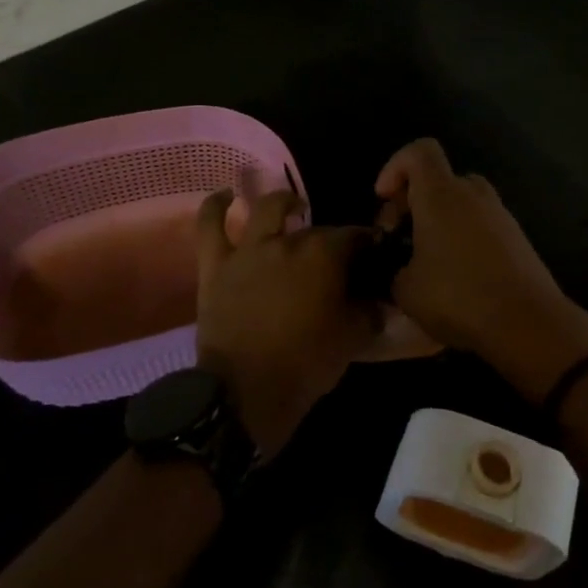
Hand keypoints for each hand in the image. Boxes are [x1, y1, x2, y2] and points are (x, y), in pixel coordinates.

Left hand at [194, 188, 376, 459]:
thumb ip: (369, 311)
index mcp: (326, 255)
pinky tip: (226, 196)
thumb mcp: (353, 338)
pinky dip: (216, 205)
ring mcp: (249, 249)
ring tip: (293, 208)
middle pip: (317, 229)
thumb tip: (377, 298)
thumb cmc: (306, 364)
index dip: (369, 246)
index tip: (374, 258)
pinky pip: (210, 225)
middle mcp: (289, 241)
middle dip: (332, 238)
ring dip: (285, 203)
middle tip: (338, 259)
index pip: (356, 237)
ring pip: (268, 209)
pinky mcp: (216, 265)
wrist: (246, 391)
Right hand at [374, 140, 587, 401]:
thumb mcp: (406, 290)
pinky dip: (463, 239)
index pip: (419, 151)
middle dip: (415, 201)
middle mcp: (474, 195)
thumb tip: (402, 269)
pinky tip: (456, 278)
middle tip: (401, 238)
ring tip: (427, 262)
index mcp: (441, 195)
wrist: (528, 323)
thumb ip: (395, 268)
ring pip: (462, 204)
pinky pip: (482, 226)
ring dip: (440, 223)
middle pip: (440, 179)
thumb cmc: (458, 297)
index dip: (395, 166)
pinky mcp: (518, 239)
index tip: (384, 199)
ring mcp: (501, 215)